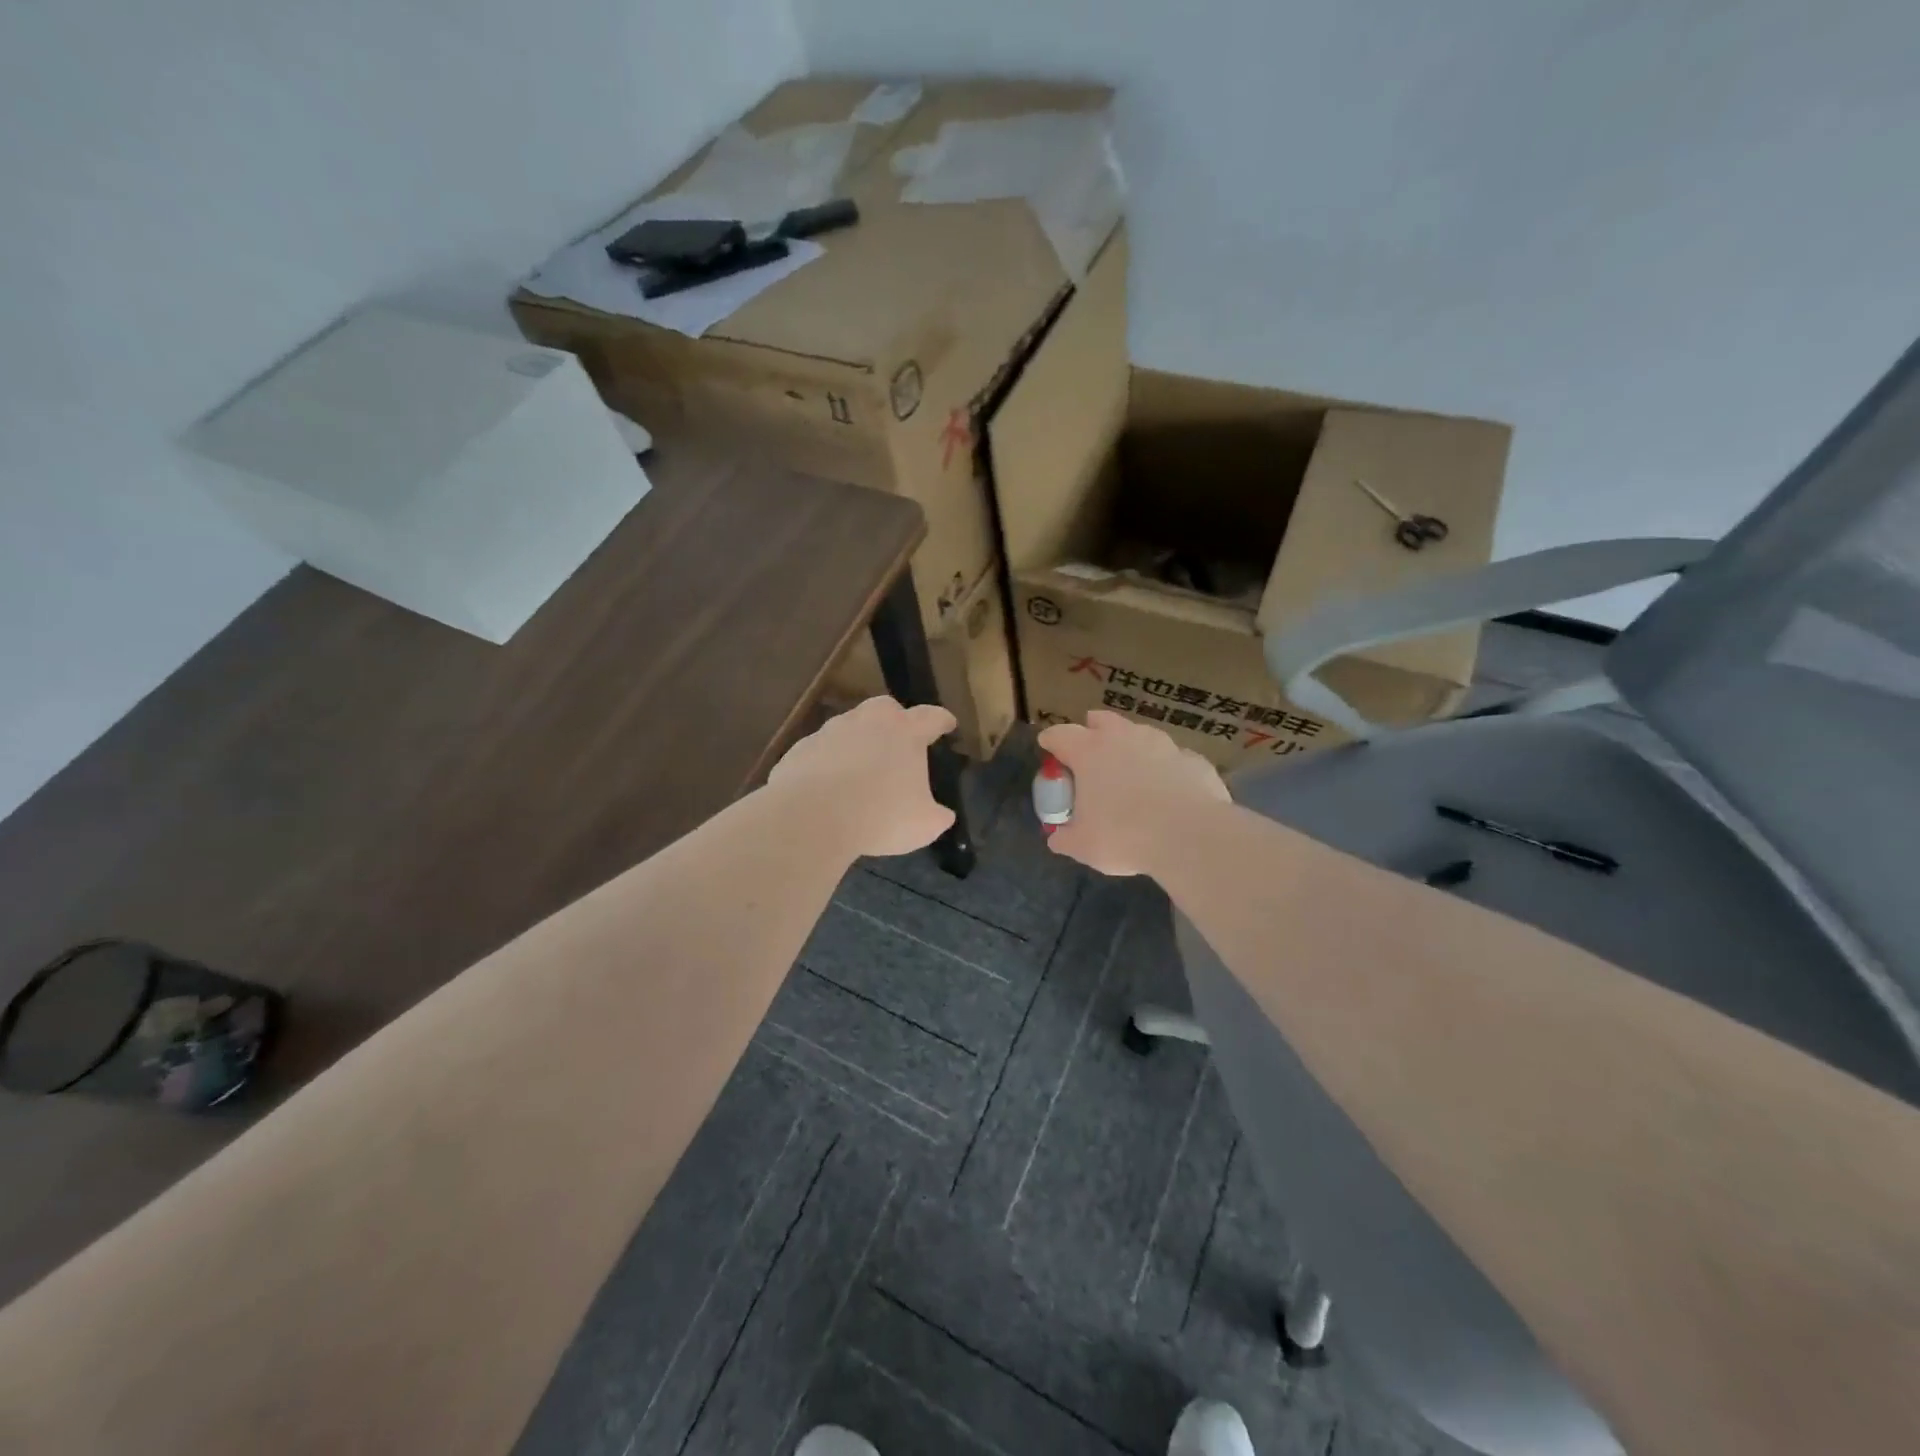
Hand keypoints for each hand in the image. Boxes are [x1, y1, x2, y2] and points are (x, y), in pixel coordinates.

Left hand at [767, 696, 957, 857]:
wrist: (811, 817)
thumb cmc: (880, 816)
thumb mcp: (923, 825)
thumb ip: (937, 816)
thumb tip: (941, 815)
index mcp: (905, 732)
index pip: (931, 717)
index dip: (942, 720)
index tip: (948, 724)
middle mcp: (868, 722)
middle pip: (886, 709)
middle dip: (895, 720)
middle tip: (899, 742)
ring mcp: (830, 731)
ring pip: (849, 727)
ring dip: (858, 742)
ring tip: (860, 770)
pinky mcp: (801, 749)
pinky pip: (821, 751)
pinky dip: (828, 763)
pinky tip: (828, 787)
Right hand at [1038, 710, 1229, 876]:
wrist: (1191, 836)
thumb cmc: (1125, 836)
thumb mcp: (1083, 845)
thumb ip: (1065, 838)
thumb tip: (1056, 838)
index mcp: (1089, 751)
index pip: (1060, 734)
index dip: (1050, 740)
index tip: (1047, 747)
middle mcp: (1124, 737)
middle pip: (1101, 720)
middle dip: (1092, 729)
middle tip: (1089, 749)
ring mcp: (1162, 743)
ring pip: (1140, 734)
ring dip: (1131, 747)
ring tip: (1131, 771)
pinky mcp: (1193, 759)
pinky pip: (1172, 759)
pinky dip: (1164, 769)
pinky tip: (1168, 790)